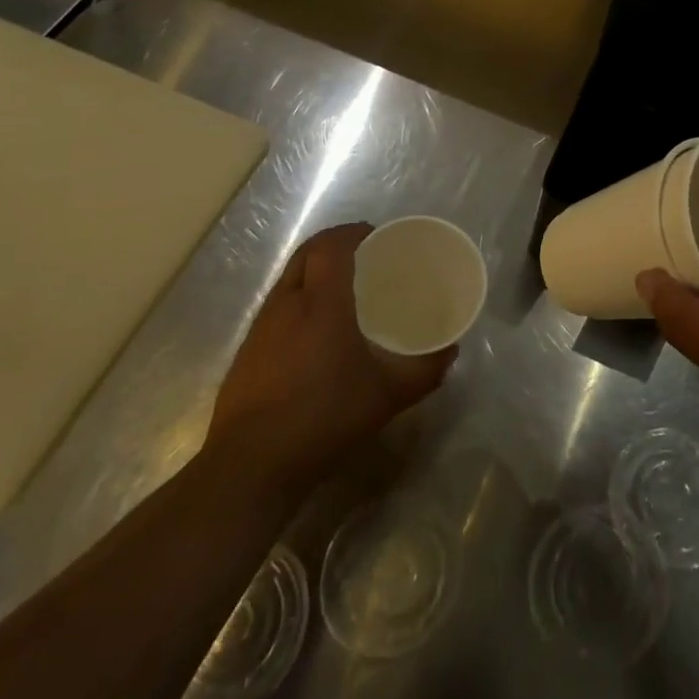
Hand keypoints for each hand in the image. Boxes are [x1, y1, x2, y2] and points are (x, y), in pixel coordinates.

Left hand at [208, 223, 453, 477]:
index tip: (376, 235)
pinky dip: (299, 298)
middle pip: (306, 253)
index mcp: (321, 302)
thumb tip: (450, 350)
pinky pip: (278, 305)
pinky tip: (315, 329)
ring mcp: (261, 327)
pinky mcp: (248, 350)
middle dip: (334, 244)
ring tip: (343, 288)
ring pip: (289, 278)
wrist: (252, 465)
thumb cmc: (325, 417)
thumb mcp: (388, 396)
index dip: (353, 232)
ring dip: (314, 270)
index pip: (331, 246)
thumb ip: (424, 370)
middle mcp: (287, 303)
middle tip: (364, 255)